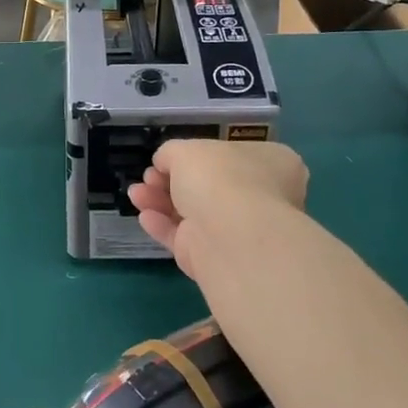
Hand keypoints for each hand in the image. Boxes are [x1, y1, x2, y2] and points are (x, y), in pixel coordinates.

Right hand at [125, 139, 307, 279]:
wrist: (231, 237)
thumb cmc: (220, 178)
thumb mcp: (187, 149)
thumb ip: (171, 153)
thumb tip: (164, 162)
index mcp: (271, 164)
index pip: (235, 155)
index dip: (200, 155)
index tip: (170, 158)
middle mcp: (262, 196)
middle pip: (210, 186)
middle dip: (171, 180)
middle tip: (149, 176)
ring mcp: (240, 231)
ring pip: (193, 213)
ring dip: (161, 201)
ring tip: (135, 194)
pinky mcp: (217, 258)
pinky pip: (186, 238)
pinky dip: (164, 226)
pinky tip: (144, 216)